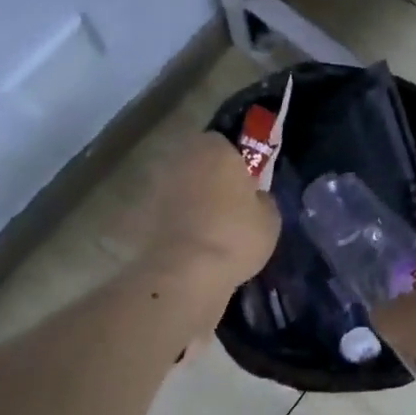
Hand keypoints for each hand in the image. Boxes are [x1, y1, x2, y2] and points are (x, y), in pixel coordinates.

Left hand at [135, 132, 280, 293]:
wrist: (186, 272)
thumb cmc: (236, 236)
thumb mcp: (270, 218)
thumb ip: (262, 198)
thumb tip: (255, 197)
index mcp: (217, 148)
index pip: (227, 142)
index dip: (237, 161)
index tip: (246, 182)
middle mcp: (184, 157)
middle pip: (201, 161)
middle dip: (212, 176)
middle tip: (230, 203)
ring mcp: (161, 183)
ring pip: (183, 184)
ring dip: (193, 197)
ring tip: (211, 225)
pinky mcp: (145, 211)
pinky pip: (170, 209)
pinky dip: (179, 218)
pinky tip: (194, 240)